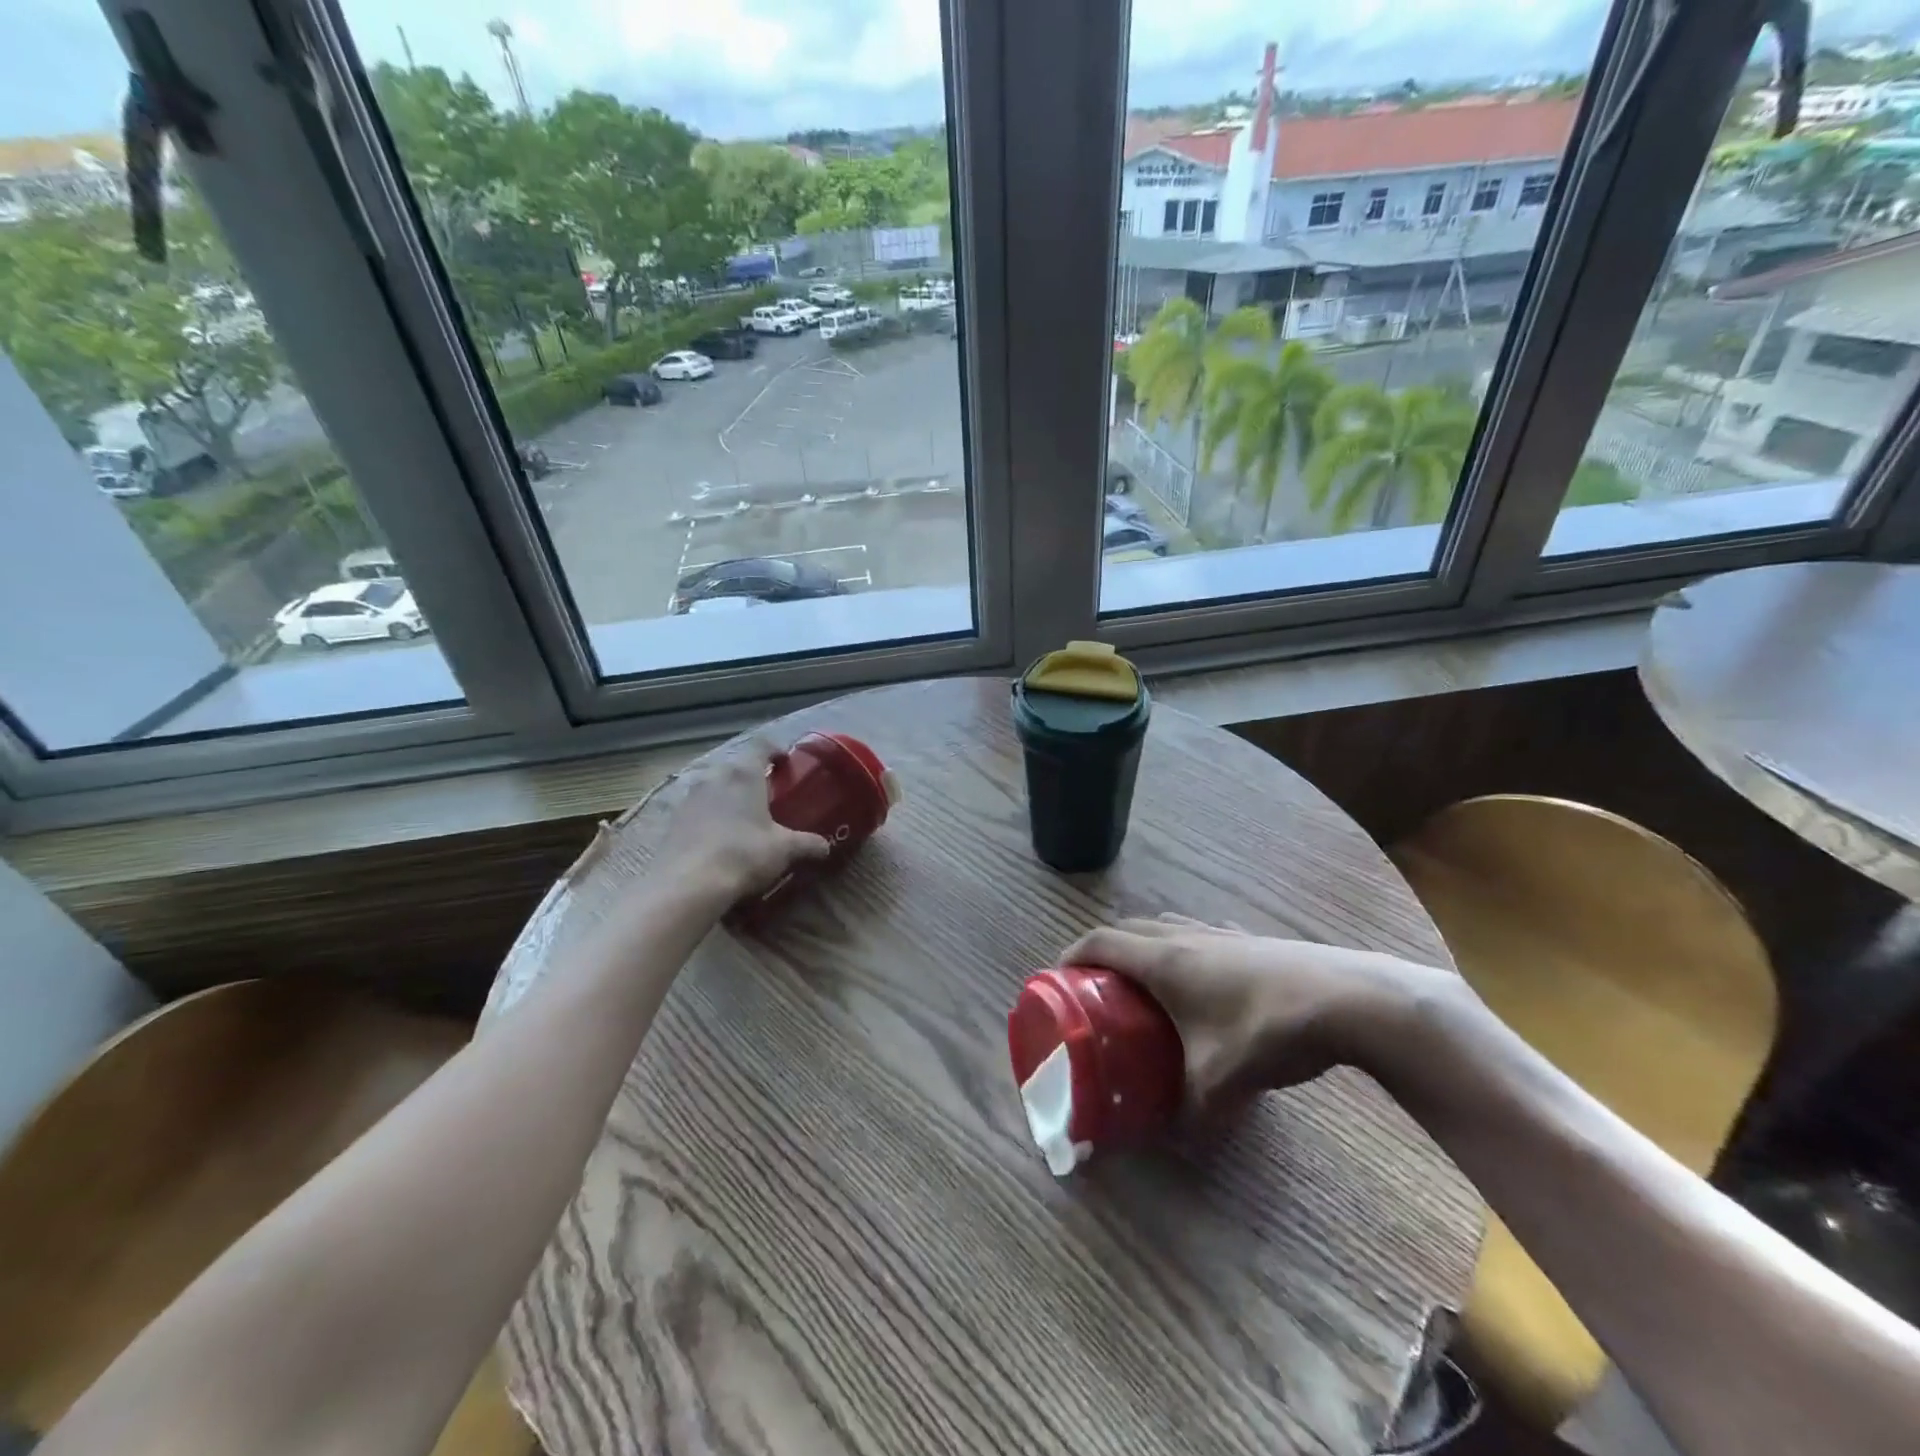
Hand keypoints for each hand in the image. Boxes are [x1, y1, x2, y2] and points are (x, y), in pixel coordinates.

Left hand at [660, 739, 831, 902]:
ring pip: (714, 785)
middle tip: (768, 795)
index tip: (786, 762)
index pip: (761, 744)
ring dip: (729, 795)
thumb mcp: (784, 850)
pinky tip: (719, 838)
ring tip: (743, 817)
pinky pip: (698, 808)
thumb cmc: (743, 855)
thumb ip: (807, 844)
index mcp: (744, 774)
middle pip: (736, 765)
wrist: (687, 885)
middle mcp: (715, 777)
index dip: (775, 749)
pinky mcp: (673, 820)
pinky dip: (710, 815)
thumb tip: (826, 847)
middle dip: (752, 776)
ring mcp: (689, 797)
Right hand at [1060, 915, 1447, 1113]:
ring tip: (1145, 984)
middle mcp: (1185, 936)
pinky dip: (1183, 950)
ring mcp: (1220, 933)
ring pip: (1166, 927)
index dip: (1073, 955)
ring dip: (1145, 946)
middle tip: (1097, 987)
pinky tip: (1203, 982)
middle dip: (1105, 952)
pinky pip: (1199, 935)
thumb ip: (1187, 1114)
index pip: (1101, 942)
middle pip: (1129, 929)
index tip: (1058, 976)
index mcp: (1162, 959)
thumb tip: (1167, 1139)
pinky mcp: (1251, 940)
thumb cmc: (1266, 1031)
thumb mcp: (1218, 1084)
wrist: (1347, 1000)